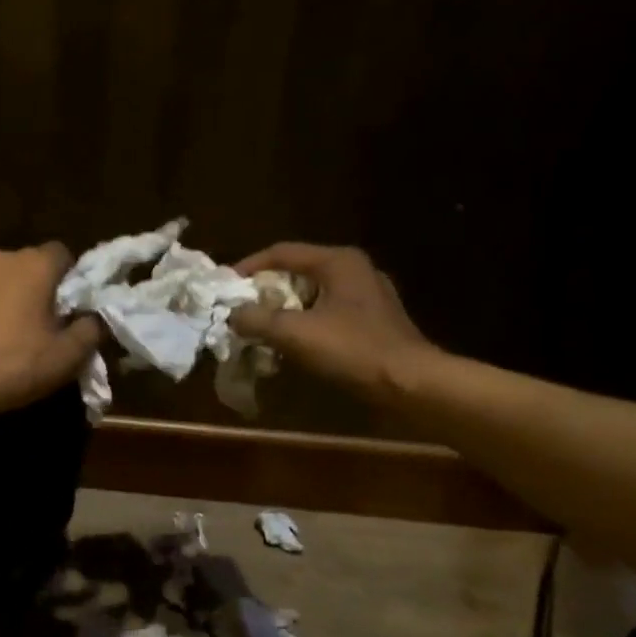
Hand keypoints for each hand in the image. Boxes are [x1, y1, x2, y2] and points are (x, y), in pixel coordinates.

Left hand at [0, 244, 103, 419]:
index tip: (70, 311)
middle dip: (34, 292)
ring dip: (1, 302)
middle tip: (39, 330)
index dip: (71, 281)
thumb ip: (89, 331)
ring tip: (1, 341)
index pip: (63, 255)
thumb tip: (93, 319)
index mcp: (32, 264)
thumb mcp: (65, 357)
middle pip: (26, 268)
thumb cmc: (10, 364)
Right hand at [230, 243, 444, 405]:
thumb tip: (232, 314)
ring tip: (260, 327)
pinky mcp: (372, 321)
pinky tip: (291, 343)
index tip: (225, 286)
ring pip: (312, 294)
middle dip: (265, 290)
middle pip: (297, 272)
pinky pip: (327, 313)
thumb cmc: (352, 350)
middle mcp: (354, 270)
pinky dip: (304, 323)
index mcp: (338, 262)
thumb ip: (257, 319)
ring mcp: (367, 296)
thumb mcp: (295, 333)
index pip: (282, 252)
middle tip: (240, 308)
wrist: (409, 384)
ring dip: (284, 309)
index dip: (249, 267)